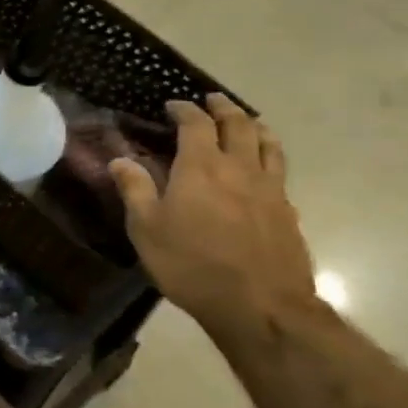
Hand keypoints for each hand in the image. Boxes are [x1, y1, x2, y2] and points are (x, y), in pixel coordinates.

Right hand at [111, 95, 318, 331]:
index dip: (184, 109)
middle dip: (224, 108)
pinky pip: (279, 172)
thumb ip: (135, 189)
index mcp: (201, 166)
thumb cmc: (192, 264)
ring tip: (248, 122)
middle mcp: (240, 168)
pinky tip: (264, 170)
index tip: (173, 106)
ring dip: (255, 126)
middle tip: (213, 101)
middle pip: (238, 124)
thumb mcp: (147, 229)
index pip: (196, 123)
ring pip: (268, 144)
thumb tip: (120, 160)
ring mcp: (270, 189)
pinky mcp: (288, 212)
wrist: (260, 306)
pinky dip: (269, 158)